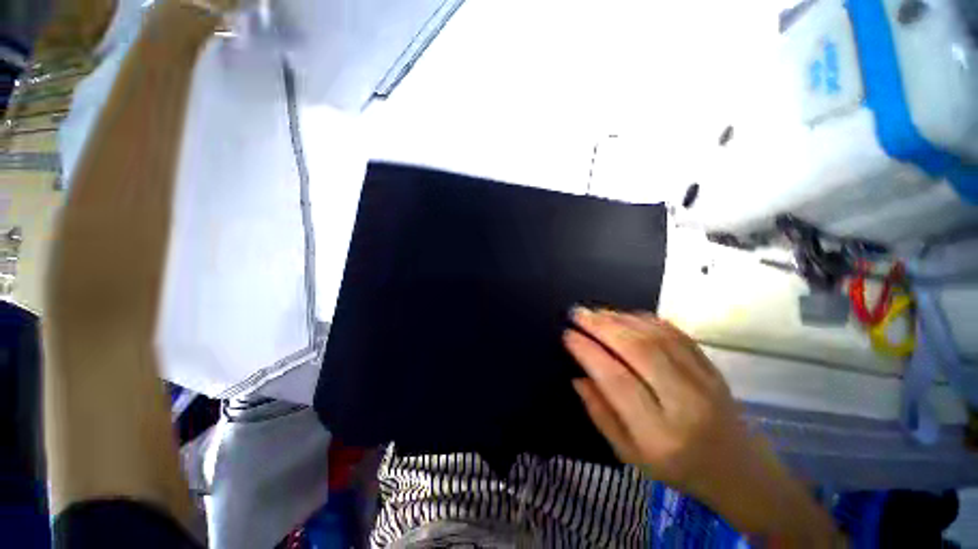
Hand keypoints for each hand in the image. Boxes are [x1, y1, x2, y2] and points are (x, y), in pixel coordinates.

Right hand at [563, 308, 744, 492]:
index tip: (567, 335)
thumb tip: (578, 377)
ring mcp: (703, 381)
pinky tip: (625, 314)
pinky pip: (675, 333)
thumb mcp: (629, 454)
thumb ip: (600, 414)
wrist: (738, 469)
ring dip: (620, 318)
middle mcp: (685, 403)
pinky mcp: (711, 367)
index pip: (616, 380)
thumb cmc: (677, 469)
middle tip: (577, 313)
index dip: (588, 352)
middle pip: (638, 350)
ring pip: (656, 336)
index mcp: (659, 434)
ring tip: (595, 312)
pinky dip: (645, 319)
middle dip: (601, 326)